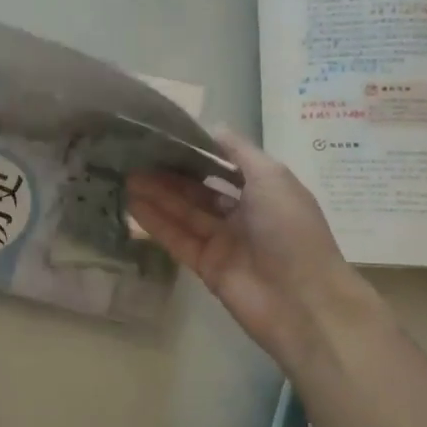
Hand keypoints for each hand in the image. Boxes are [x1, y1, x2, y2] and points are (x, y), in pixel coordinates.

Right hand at [127, 130, 373, 366]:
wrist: (300, 300)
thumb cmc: (290, 229)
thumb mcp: (272, 177)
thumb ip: (240, 151)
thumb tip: (214, 127)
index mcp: (265, 191)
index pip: (225, 167)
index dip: (197, 153)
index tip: (166, 138)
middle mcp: (244, 215)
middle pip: (200, 191)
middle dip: (171, 175)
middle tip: (136, 158)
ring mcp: (223, 242)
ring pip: (185, 213)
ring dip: (158, 196)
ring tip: (126, 177)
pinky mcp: (205, 266)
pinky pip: (177, 239)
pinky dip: (156, 223)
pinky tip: (133, 205)